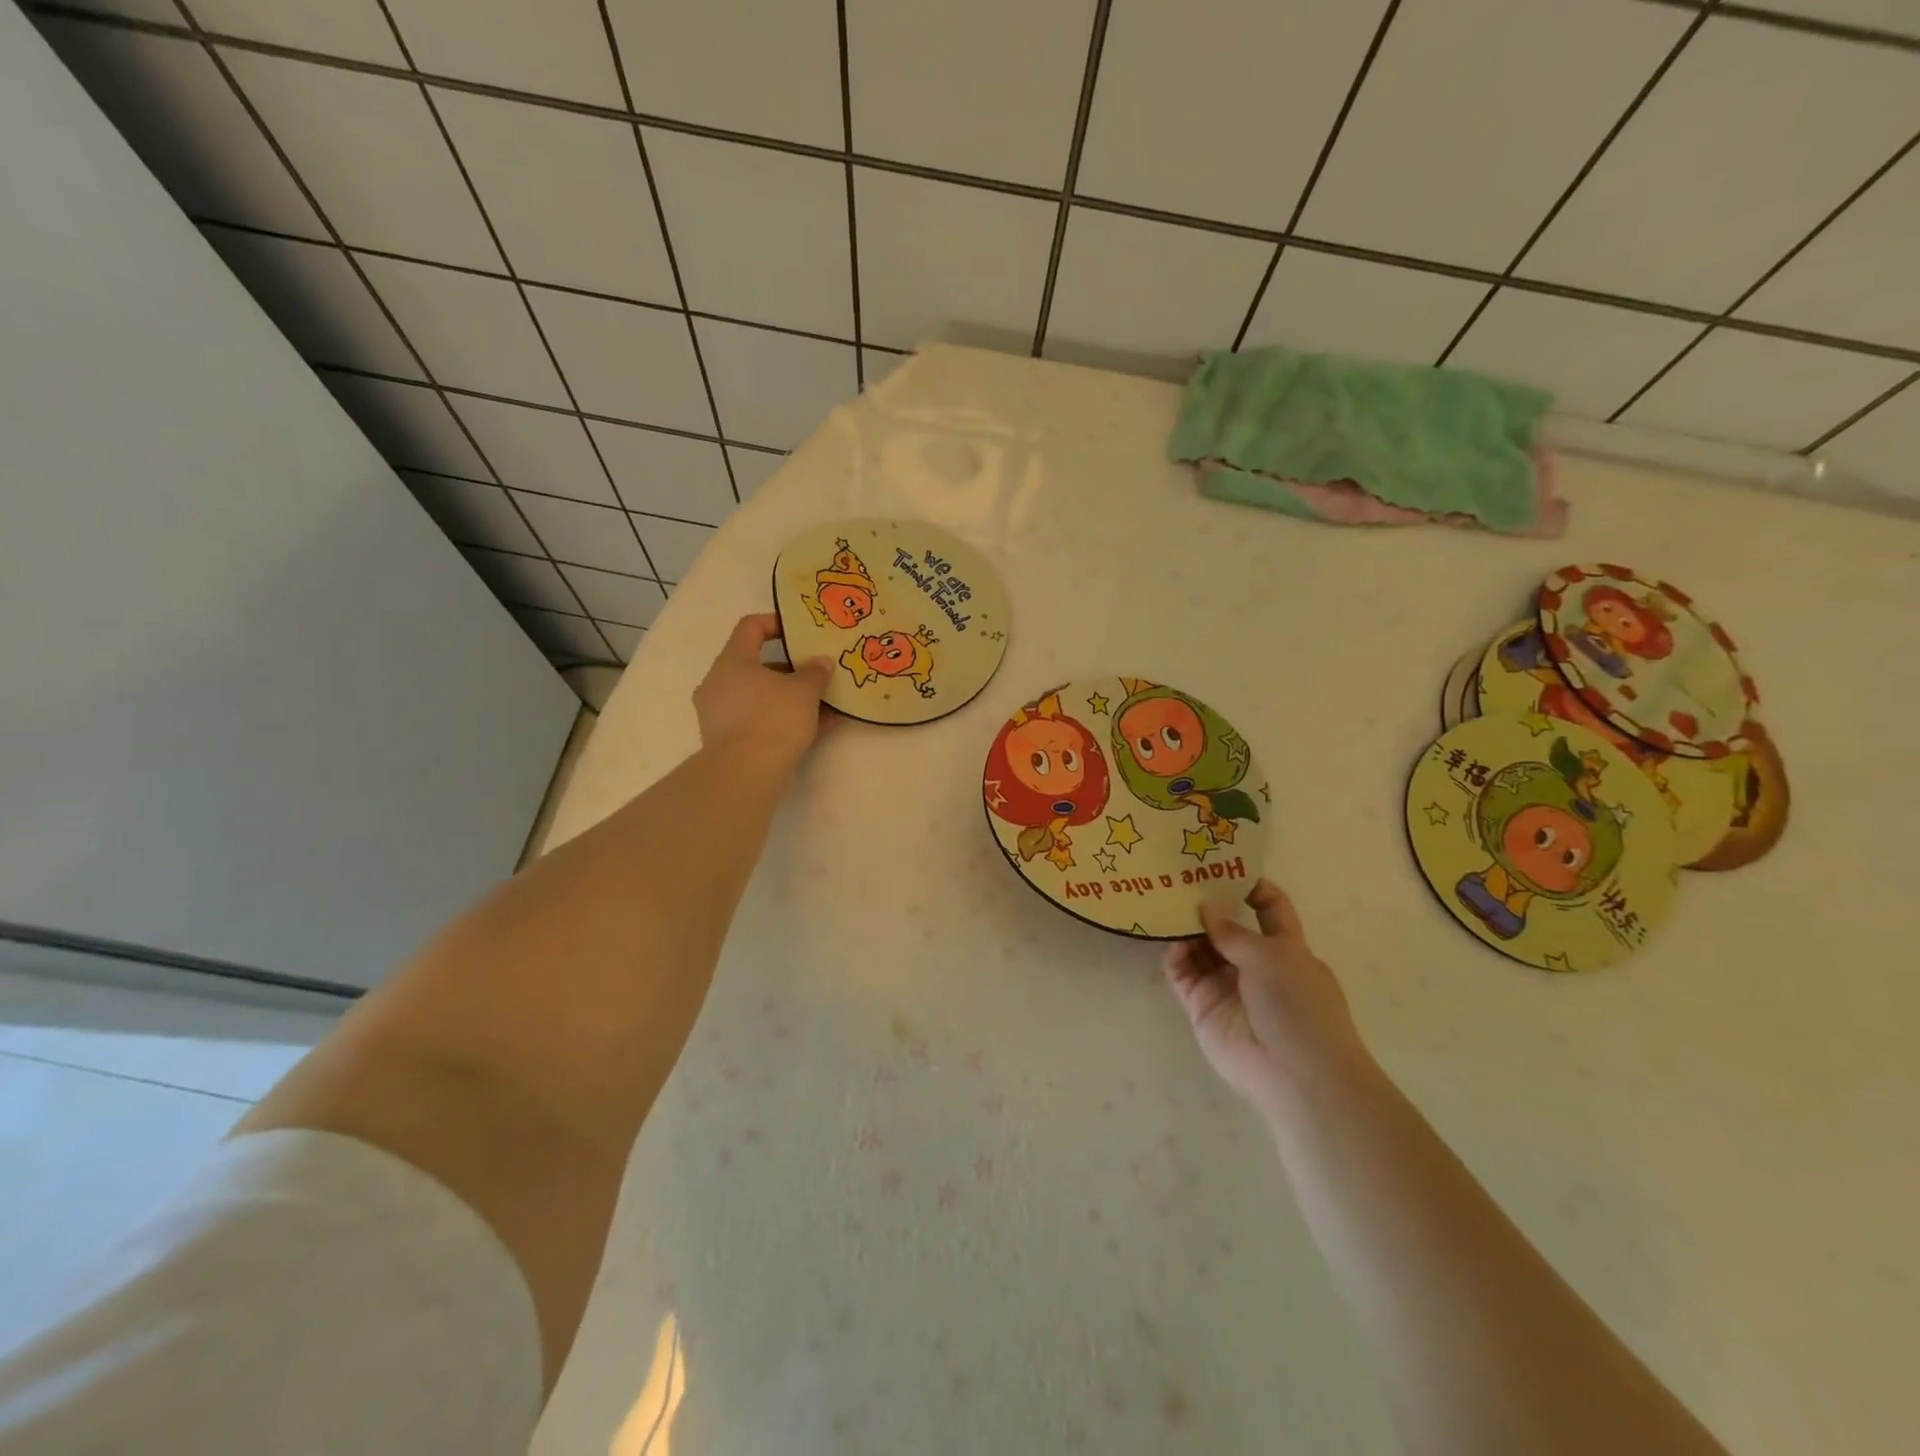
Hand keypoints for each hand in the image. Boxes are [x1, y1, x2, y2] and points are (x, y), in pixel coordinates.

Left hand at [692, 614, 832, 768]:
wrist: (747, 773)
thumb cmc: (774, 718)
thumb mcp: (804, 691)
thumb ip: (815, 672)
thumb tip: (821, 663)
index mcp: (732, 661)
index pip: (750, 627)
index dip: (776, 623)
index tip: (800, 633)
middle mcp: (718, 683)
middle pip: (757, 666)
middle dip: (791, 670)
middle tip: (817, 676)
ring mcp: (719, 714)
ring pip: (760, 697)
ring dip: (791, 699)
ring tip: (825, 707)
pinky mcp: (726, 741)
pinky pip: (759, 721)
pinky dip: (784, 720)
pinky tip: (817, 729)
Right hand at [1164, 879, 1373, 1125]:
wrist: (1296, 1076)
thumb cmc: (1299, 1007)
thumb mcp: (1273, 957)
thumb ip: (1233, 931)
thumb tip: (1205, 908)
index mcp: (1286, 948)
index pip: (1270, 908)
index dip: (1251, 886)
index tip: (1222, 865)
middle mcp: (1255, 964)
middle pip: (1227, 927)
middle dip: (1207, 904)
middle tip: (1177, 879)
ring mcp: (1227, 986)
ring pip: (1200, 948)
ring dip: (1185, 928)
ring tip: (1163, 903)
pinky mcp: (1203, 1007)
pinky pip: (1182, 974)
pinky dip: (1174, 957)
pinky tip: (1168, 941)